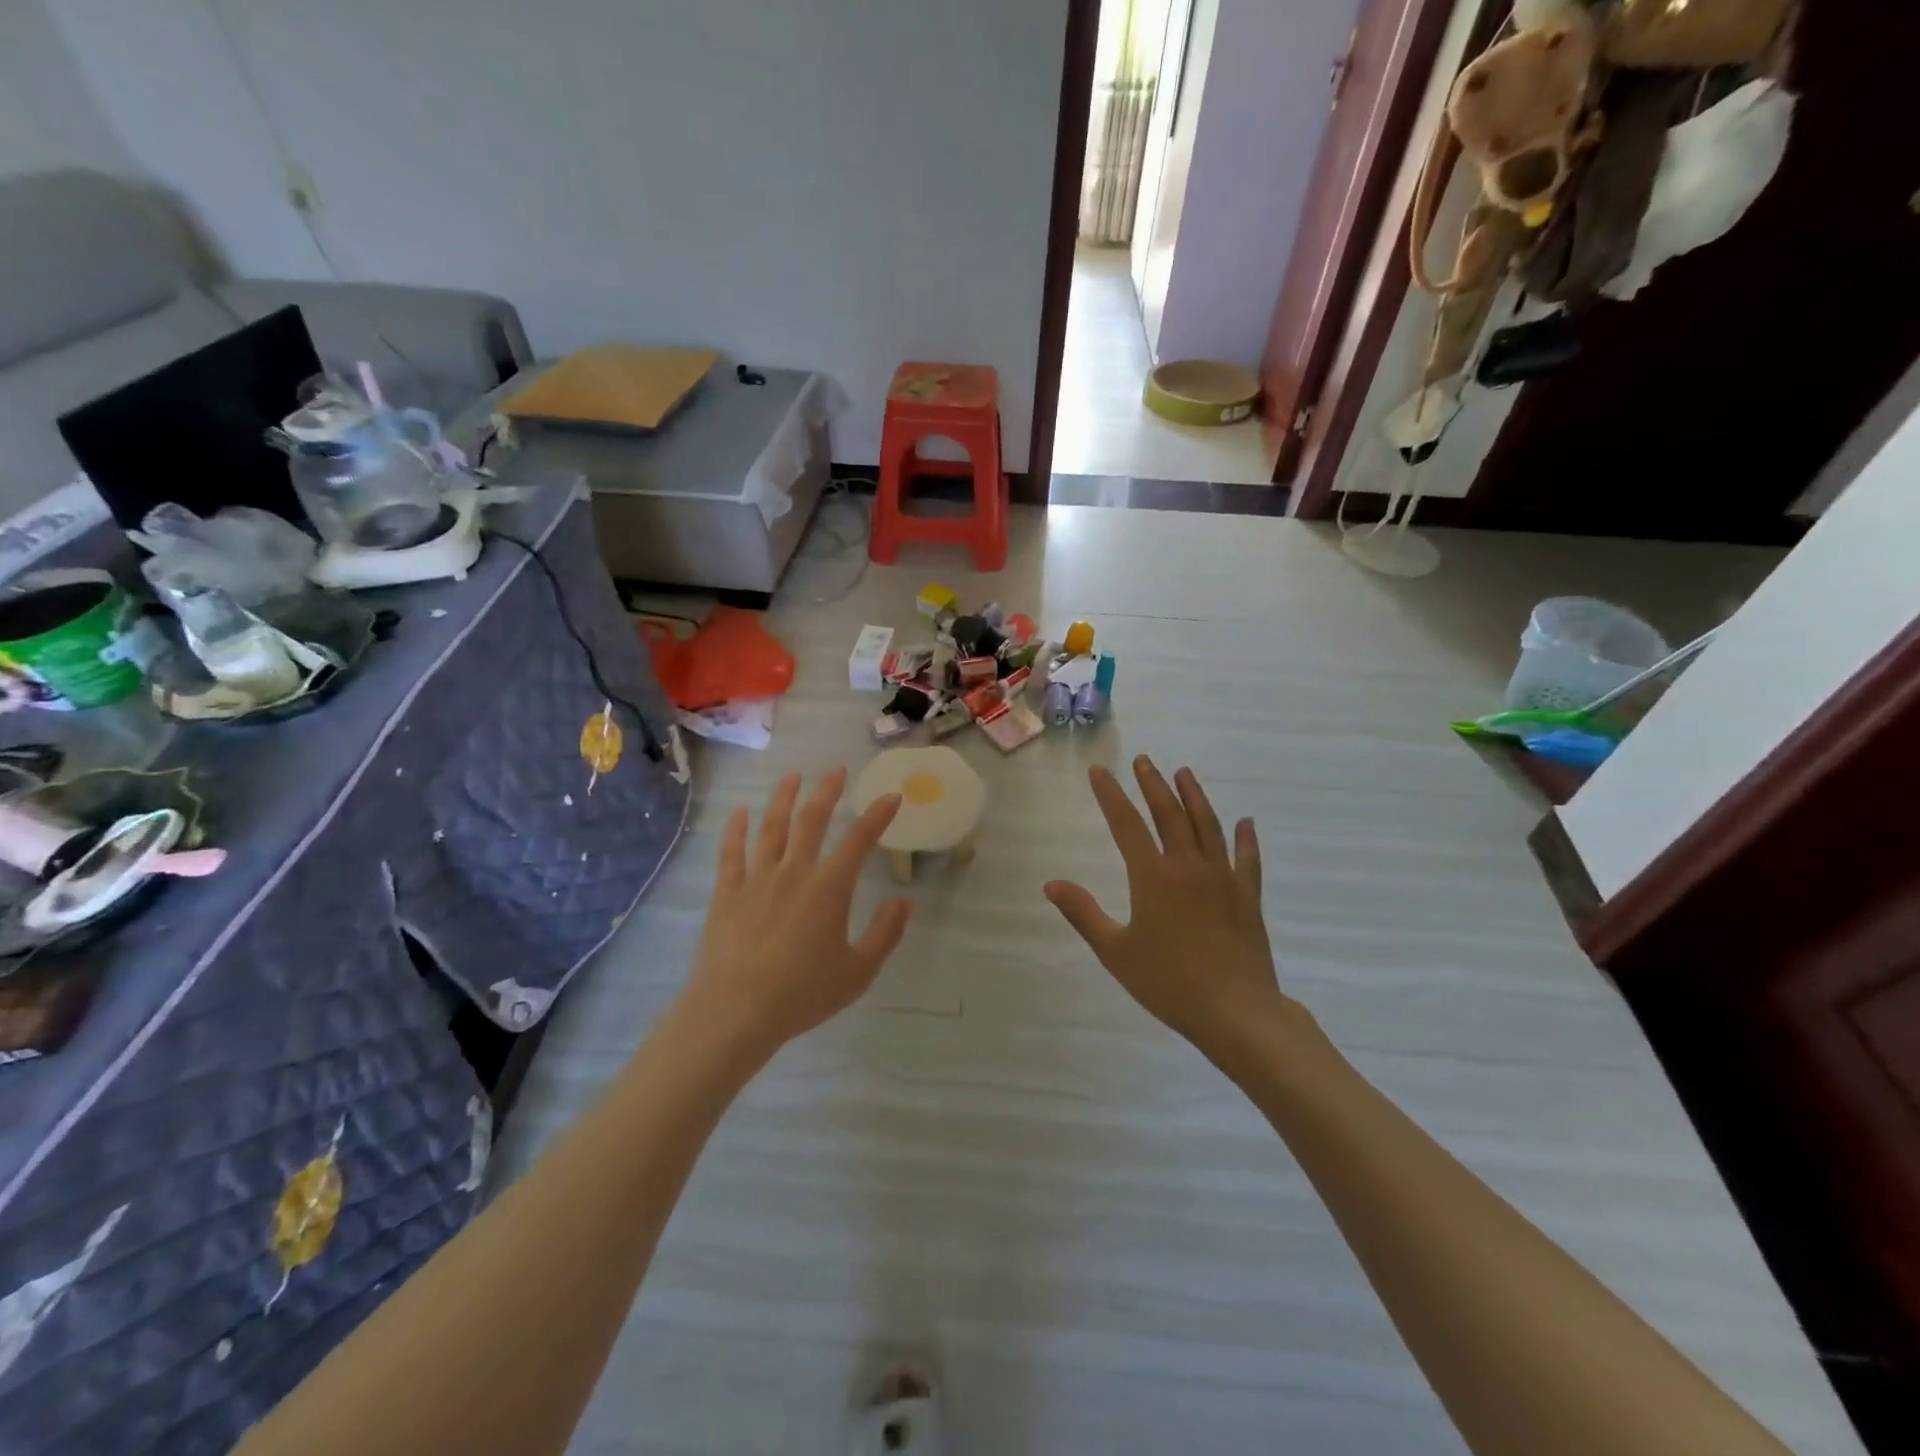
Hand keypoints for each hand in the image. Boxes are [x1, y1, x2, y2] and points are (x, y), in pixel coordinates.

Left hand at [685, 770, 913, 1054]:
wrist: (736, 1011)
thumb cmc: (803, 994)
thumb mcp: (858, 971)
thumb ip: (885, 933)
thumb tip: (905, 901)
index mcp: (829, 889)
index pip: (860, 841)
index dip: (878, 816)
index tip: (890, 796)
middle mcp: (794, 872)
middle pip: (812, 821)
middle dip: (827, 792)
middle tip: (836, 770)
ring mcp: (757, 879)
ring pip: (771, 828)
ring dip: (783, 798)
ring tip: (792, 777)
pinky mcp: (727, 893)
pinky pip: (731, 853)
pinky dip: (735, 830)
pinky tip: (739, 813)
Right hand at [1046, 758, 1289, 1056]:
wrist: (1236, 1012)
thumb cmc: (1169, 983)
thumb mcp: (1115, 951)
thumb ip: (1083, 913)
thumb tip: (1051, 884)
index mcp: (1153, 877)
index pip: (1127, 824)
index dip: (1111, 795)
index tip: (1100, 771)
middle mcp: (1189, 867)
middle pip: (1170, 814)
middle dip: (1153, 785)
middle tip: (1144, 761)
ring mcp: (1223, 878)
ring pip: (1208, 826)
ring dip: (1195, 796)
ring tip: (1184, 773)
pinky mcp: (1248, 897)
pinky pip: (1248, 860)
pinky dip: (1246, 839)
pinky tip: (1246, 823)